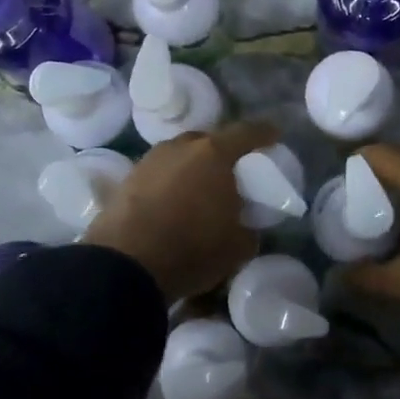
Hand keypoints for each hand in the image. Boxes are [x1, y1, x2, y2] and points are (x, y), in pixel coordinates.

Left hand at [85, 121, 279, 303]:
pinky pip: (159, 174)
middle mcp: (180, 147)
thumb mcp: (238, 246)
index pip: (247, 133)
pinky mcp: (126, 180)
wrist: (125, 266)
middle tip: (232, 172)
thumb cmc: (191, 249)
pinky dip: (170, 184)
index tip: (274, 135)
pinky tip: (173, 204)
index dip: (264, 133)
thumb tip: (244, 224)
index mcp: (214, 154)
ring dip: (192, 168)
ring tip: (200, 190)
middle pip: (208, 141)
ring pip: (180, 156)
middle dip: (223, 153)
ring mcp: (149, 160)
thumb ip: (248, 227)